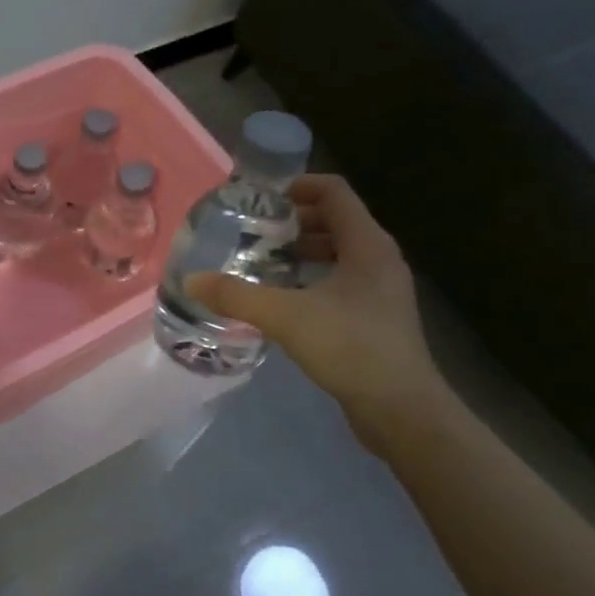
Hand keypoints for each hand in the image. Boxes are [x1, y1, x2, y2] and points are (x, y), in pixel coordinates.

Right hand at [184, 174, 448, 444]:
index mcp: (367, 244)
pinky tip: (284, 299)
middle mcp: (380, 259)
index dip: (298, 185)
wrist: (402, 410)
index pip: (334, 191)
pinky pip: (342, 280)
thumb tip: (192, 280)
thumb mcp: (285, 317)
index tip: (261, 198)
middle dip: (294, 221)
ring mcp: (382, 289)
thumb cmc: (351, 348)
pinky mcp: (378, 317)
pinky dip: (313, 278)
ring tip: (264, 262)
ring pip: (339, 252)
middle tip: (255, 232)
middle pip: (335, 220)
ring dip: (302, 251)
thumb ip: (236, 296)